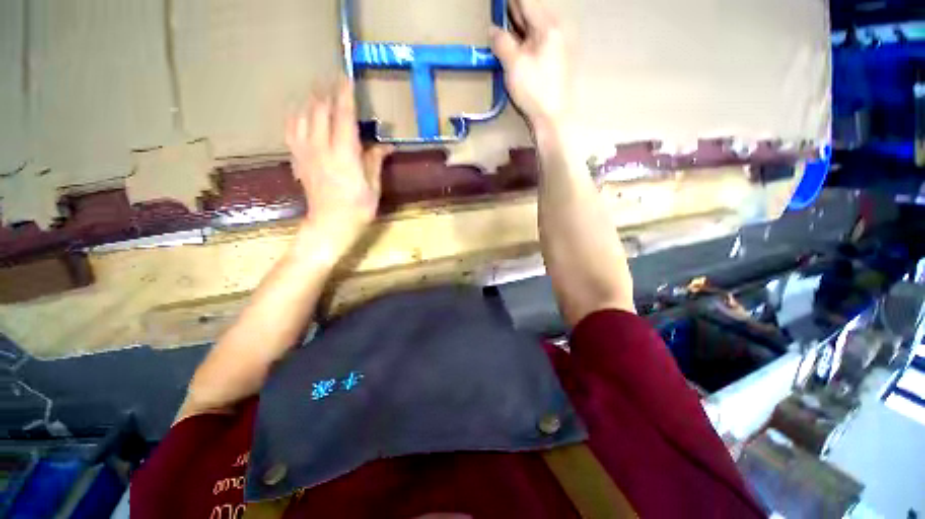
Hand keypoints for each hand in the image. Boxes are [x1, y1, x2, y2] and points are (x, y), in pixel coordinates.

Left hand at [286, 79, 391, 243]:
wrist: (330, 225)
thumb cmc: (358, 209)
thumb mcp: (373, 187)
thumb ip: (375, 161)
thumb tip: (386, 146)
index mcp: (344, 154)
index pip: (343, 115)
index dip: (345, 95)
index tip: (346, 78)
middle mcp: (321, 147)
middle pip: (319, 110)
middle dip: (327, 93)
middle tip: (334, 85)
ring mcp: (306, 152)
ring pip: (303, 116)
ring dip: (311, 102)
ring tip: (319, 96)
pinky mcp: (298, 160)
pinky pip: (291, 130)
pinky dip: (296, 117)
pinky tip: (301, 115)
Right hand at [490, 0, 569, 128]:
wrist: (552, 117)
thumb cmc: (534, 91)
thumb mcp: (514, 65)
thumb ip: (502, 43)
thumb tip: (492, 30)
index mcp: (548, 26)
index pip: (525, 1)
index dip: (509, 2)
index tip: (496, 6)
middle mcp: (555, 29)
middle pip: (531, 10)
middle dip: (512, 11)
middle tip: (497, 15)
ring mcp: (556, 44)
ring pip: (533, 25)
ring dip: (517, 24)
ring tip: (502, 26)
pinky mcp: (554, 58)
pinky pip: (536, 39)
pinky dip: (523, 38)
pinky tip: (514, 43)